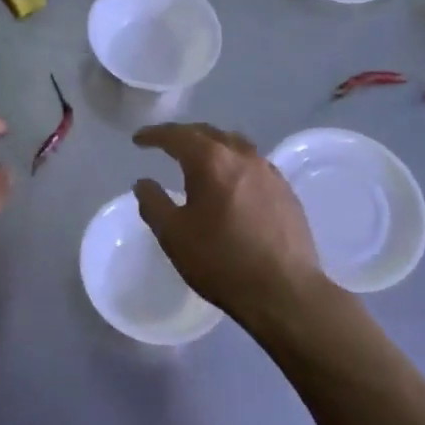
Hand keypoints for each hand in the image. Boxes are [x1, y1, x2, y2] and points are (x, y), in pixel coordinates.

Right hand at [133, 122, 328, 328]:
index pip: (177, 136)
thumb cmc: (221, 261)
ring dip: (212, 145)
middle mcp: (242, 156)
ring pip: (235, 144)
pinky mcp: (286, 191)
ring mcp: (269, 172)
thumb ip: (154, 204)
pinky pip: (254, 164)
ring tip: (199, 158)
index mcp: (211, 161)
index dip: (155, 135)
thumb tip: (144, 183)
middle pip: (209, 133)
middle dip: (184, 135)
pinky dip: (234, 163)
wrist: (284, 291)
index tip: (138, 139)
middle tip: (166, 144)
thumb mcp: (173, 236)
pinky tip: (231, 182)